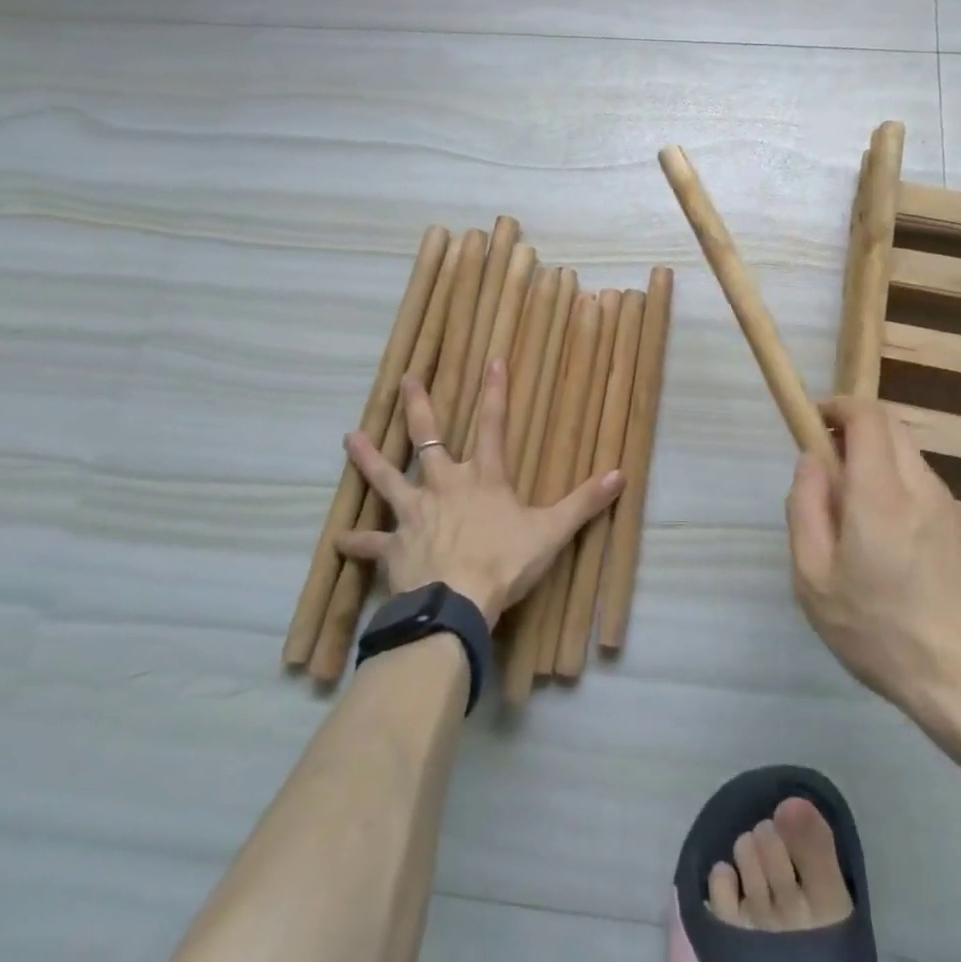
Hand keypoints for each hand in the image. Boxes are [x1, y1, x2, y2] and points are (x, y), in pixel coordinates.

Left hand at [337, 360, 623, 628]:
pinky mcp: (394, 547)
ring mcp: (415, 514)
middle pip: (429, 438)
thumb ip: (584, 502)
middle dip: (419, 407)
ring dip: (369, 459)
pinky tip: (339, 541)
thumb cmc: (505, 562)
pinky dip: (356, 543)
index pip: (495, 425)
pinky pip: (371, 544)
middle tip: (406, 379)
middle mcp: (445, 485)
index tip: (493, 359)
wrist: (456, 602)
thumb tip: (621, 474)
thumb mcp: (552, 531)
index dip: (495, 392)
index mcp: (484, 479)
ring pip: (387, 478)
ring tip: (350, 437)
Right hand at [786, 397, 960, 740]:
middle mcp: (920, 486)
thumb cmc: (879, 632)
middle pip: (889, 425)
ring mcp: (948, 504)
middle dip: (854, 427)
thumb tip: (810, 461)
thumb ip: (804, 509)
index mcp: (880, 494)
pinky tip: (884, 535)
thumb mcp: (814, 580)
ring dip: (875, 456)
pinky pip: (921, 481)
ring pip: (906, 452)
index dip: (838, 406)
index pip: (867, 416)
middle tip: (827, 463)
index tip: (814, 422)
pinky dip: (895, 481)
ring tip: (851, 507)